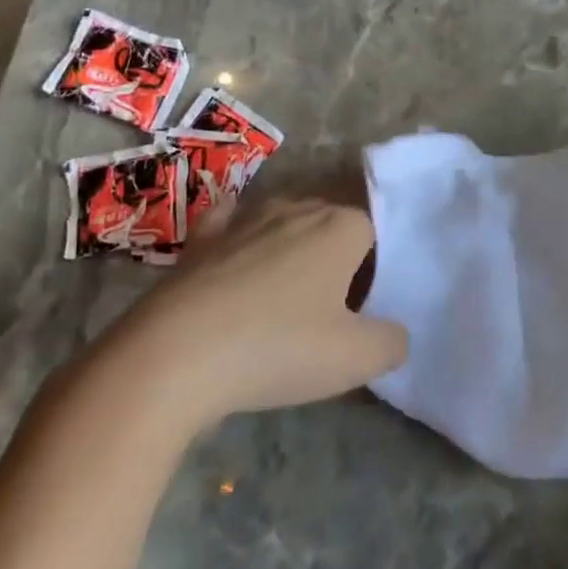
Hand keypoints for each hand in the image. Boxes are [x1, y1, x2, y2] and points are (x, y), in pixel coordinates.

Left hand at [107, 199, 406, 418]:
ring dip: (291, 247)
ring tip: (285, 295)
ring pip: (284, 220)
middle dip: (336, 254)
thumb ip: (392, 342)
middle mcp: (296, 209)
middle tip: (329, 307)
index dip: (372, 268)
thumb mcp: (356, 359)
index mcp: (340, 227)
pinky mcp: (201, 240)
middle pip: (331, 221)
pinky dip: (238, 232)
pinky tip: (236, 250)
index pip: (374, 231)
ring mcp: (245, 219)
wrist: (172, 358)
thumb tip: (394, 333)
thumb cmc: (277, 349)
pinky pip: (230, 222)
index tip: (360, 309)